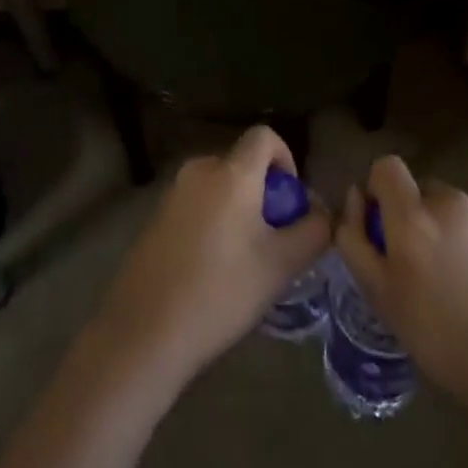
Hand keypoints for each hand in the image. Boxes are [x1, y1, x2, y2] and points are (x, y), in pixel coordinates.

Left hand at [91, 127, 330, 394]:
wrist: (146, 330)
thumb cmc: (222, 292)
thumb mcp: (282, 265)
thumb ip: (313, 230)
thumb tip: (321, 213)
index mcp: (231, 173)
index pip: (264, 136)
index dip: (286, 159)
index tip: (290, 201)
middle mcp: (199, 170)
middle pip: (242, 164)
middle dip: (264, 192)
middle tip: (273, 238)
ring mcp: (172, 192)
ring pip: (219, 186)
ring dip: (239, 209)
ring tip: (245, 259)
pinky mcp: (155, 216)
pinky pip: (197, 204)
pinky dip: (213, 221)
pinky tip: (212, 268)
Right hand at [334, 156, 467, 432]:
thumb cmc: (441, 338)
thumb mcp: (380, 295)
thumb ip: (355, 239)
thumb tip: (355, 197)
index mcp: (413, 216)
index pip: (386, 167)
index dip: (380, 190)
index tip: (384, 227)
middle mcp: (450, 200)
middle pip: (420, 189)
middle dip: (414, 215)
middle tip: (422, 264)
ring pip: (451, 205)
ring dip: (446, 226)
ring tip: (459, 276)